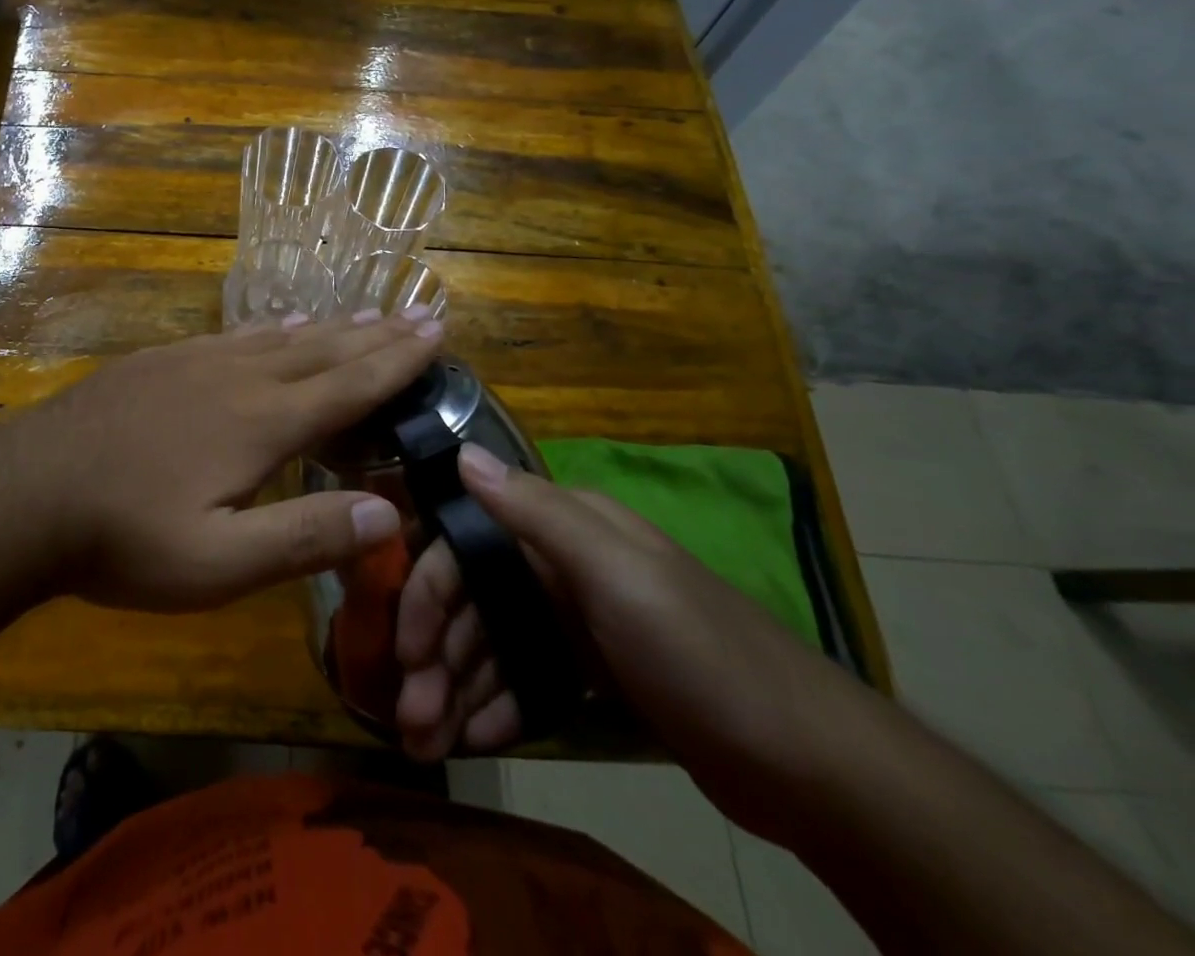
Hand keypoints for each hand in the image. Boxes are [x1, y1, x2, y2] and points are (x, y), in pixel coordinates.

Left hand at [0, 310, 442, 611]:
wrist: (27, 492)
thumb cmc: (124, 537)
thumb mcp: (217, 565)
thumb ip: (303, 538)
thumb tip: (389, 515)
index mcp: (260, 422)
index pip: (348, 385)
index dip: (396, 360)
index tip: (435, 331)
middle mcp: (237, 378)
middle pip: (321, 350)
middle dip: (374, 334)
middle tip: (416, 314)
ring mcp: (194, 362)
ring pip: (279, 337)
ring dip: (328, 327)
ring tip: (361, 315)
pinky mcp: (160, 361)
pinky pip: (233, 335)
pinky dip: (269, 328)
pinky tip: (275, 325)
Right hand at [395, 444, 872, 841]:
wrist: (812, 766)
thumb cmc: (702, 654)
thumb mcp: (617, 575)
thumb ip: (535, 512)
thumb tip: (460, 451)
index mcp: (565, 528)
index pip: (466, 545)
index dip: (427, 593)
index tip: (404, 652)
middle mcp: (563, 563)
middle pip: (475, 600)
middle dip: (437, 656)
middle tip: (411, 719)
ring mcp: (578, 618)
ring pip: (495, 643)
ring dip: (458, 687)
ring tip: (431, 742)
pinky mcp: (594, 669)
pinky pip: (526, 678)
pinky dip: (499, 705)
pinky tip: (480, 738)